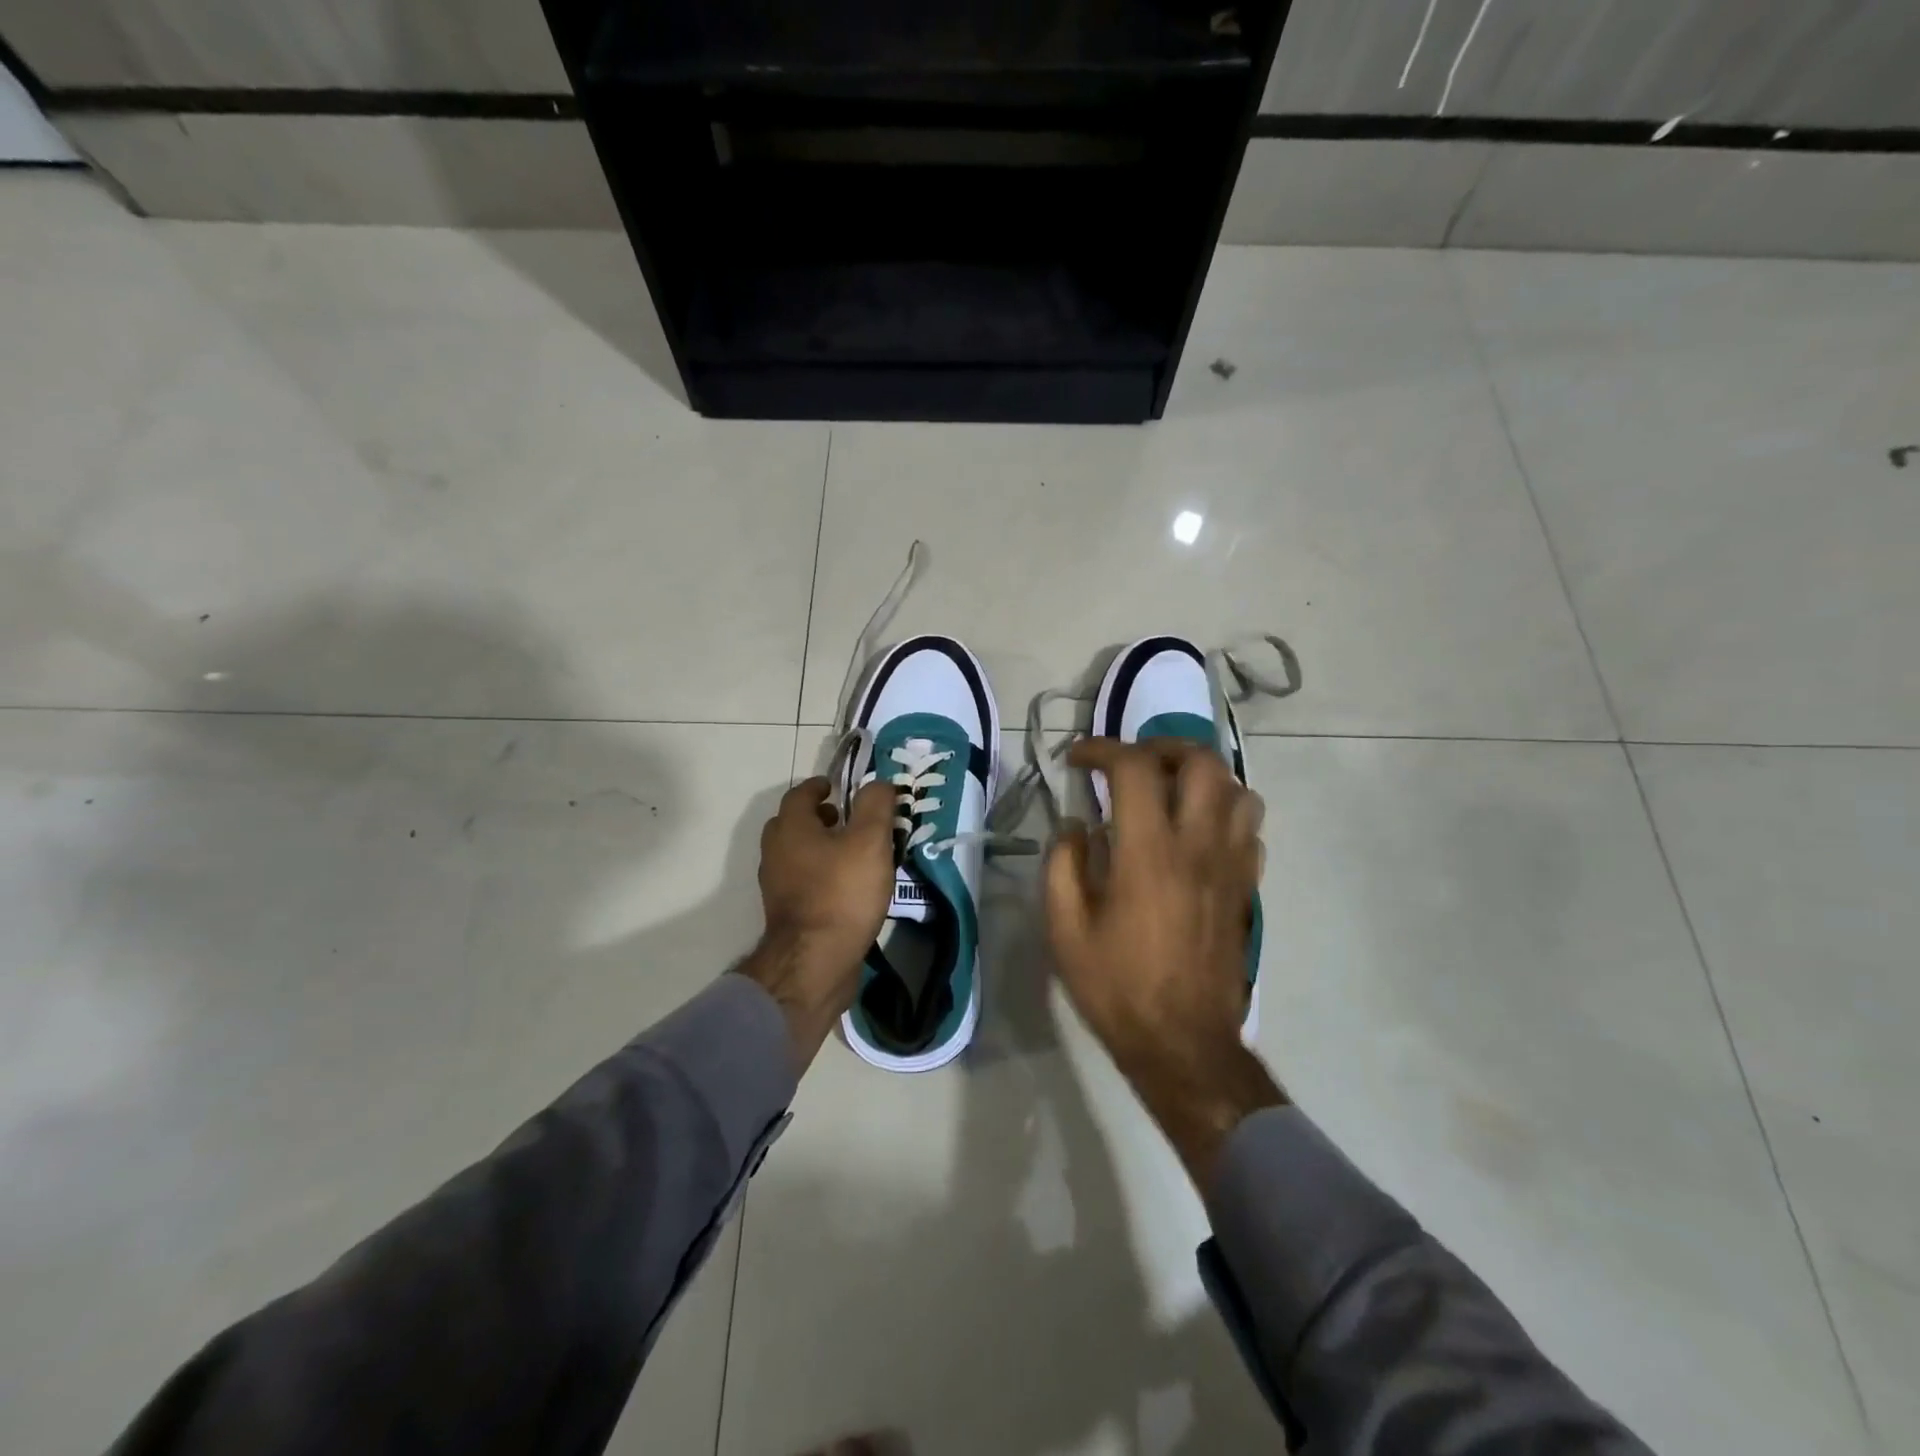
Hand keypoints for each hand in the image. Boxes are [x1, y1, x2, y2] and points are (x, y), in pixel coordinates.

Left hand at [738, 776, 895, 1069]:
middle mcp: (776, 853)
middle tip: (844, 819)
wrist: (815, 962)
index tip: (837, 787)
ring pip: (795, 854)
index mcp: (791, 828)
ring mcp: (777, 886)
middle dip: (817, 817)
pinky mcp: (787, 914)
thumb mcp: (869, 841)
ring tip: (851, 853)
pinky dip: (818, 874)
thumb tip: (877, 783)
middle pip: (791, 824)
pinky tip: (845, 887)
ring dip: (817, 847)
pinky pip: (801, 882)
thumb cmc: (842, 893)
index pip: (800, 795)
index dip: (819, 787)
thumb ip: (875, 805)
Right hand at [1044, 738, 1284, 1183]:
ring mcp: (1231, 865)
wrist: (1183, 1043)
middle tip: (1131, 764)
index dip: (1102, 749)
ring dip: (1201, 777)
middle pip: (1200, 762)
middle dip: (1161, 748)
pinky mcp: (1246, 887)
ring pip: (1237, 789)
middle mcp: (1198, 845)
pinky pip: (1250, 828)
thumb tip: (1075, 826)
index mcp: (1148, 852)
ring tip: (1169, 792)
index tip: (1078, 759)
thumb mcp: (1065, 929)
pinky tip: (1197, 833)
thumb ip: (1063, 865)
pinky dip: (1225, 812)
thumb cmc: (1117, 986)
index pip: (1134, 768)